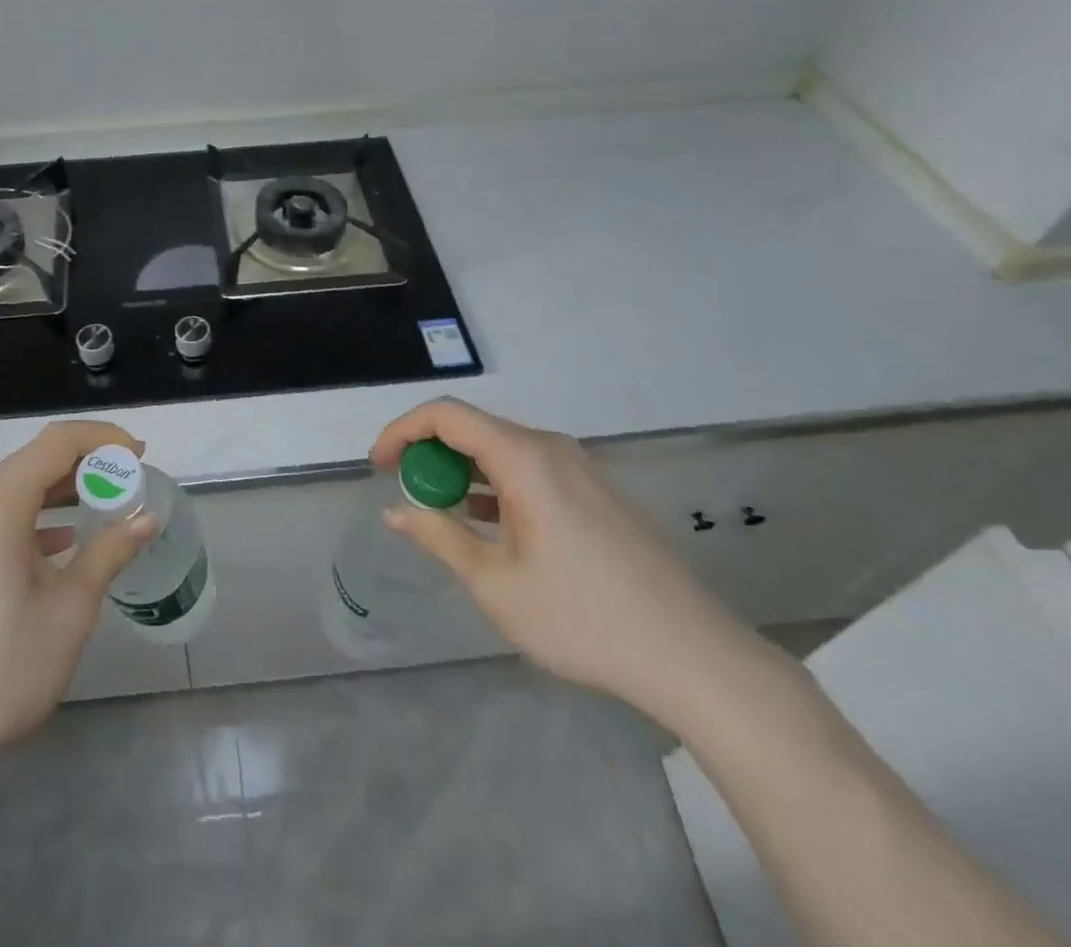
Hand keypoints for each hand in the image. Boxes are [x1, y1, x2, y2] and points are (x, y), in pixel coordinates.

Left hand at [0, 420, 158, 779]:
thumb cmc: (0, 668)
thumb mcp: (70, 610)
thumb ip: (109, 553)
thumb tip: (146, 519)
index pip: (58, 442)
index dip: (103, 439)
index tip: (139, 455)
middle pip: (35, 461)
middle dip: (86, 462)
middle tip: (129, 477)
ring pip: (16, 490)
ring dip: (62, 490)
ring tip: (105, 503)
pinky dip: (36, 517)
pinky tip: (62, 543)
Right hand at [373, 399, 762, 725]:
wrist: (692, 655)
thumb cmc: (582, 618)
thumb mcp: (494, 584)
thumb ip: (439, 537)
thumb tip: (397, 511)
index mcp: (524, 457)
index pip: (446, 415)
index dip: (402, 431)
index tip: (378, 467)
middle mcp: (551, 448)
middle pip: (474, 429)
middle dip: (430, 455)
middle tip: (408, 495)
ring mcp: (580, 469)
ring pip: (502, 450)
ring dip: (462, 472)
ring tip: (441, 512)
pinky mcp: (596, 492)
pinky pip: (530, 470)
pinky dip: (495, 485)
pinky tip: (489, 524)